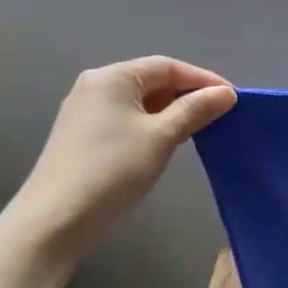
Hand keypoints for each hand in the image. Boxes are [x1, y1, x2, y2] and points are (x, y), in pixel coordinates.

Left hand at [3, 57, 235, 261]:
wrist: (55, 220)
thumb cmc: (113, 169)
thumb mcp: (163, 136)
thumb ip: (196, 109)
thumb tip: (227, 93)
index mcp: (113, 77)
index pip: (168, 66)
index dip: (203, 79)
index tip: (233, 98)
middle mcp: (96, 86)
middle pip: (153, 80)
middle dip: (188, 95)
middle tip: (220, 114)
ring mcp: (85, 111)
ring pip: (141, 101)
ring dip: (172, 111)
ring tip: (200, 129)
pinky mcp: (83, 135)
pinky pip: (127, 118)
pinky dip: (152, 124)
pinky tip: (167, 142)